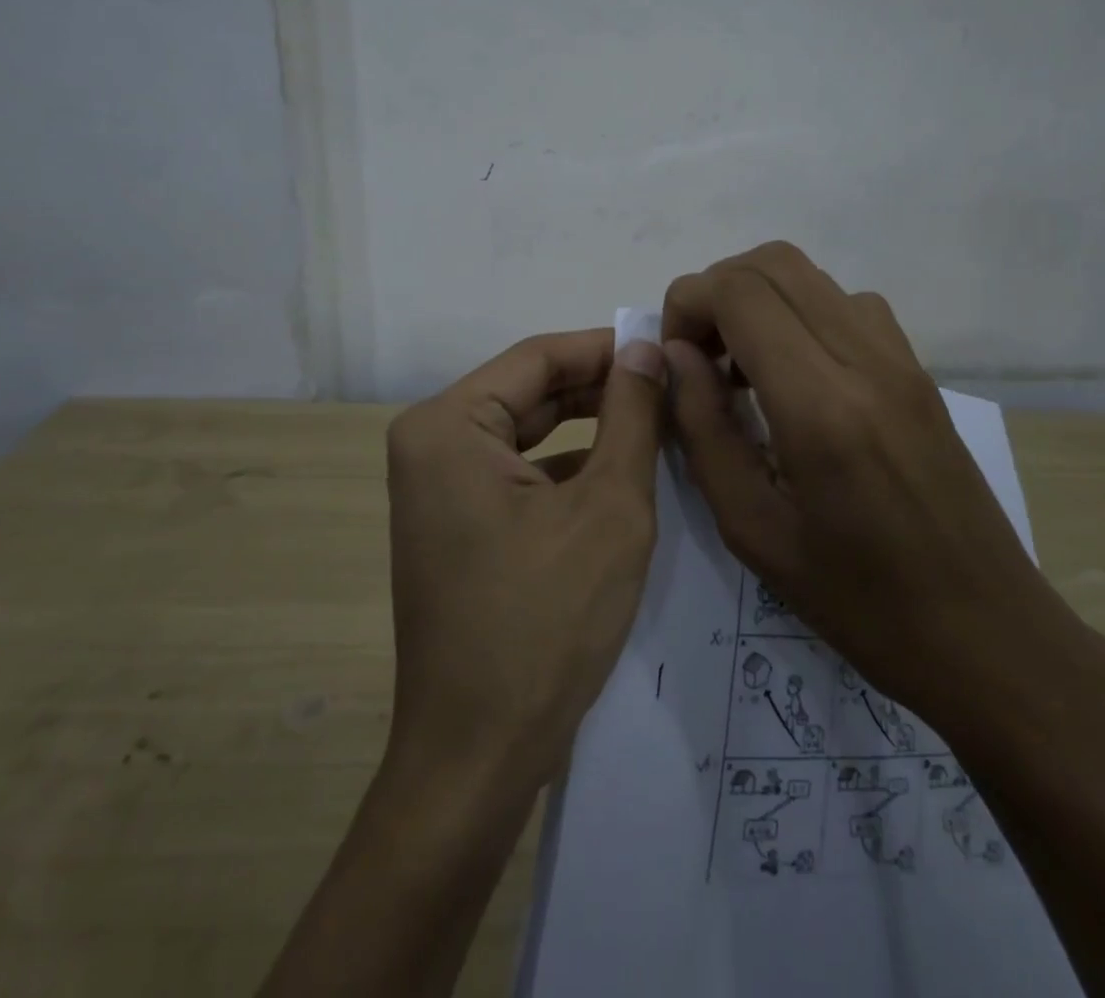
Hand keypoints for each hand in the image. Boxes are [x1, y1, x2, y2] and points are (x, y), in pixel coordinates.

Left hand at [383, 330, 667, 798]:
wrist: (477, 756)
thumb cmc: (544, 622)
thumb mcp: (609, 508)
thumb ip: (631, 415)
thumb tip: (645, 347)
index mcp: (447, 425)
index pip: (539, 357)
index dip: (608, 348)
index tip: (669, 347)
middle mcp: (430, 443)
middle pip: (531, 392)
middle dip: (603, 389)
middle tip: (675, 387)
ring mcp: (437, 487)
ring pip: (529, 433)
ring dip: (592, 427)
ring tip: (661, 421)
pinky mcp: (454, 523)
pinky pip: (518, 472)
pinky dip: (569, 468)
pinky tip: (623, 472)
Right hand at [662, 242, 1104, 743]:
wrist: (988, 634)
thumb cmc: (859, 602)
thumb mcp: (753, 530)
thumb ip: (704, 429)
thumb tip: (675, 356)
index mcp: (820, 405)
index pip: (739, 293)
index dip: (687, 304)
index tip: (674, 357)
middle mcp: (866, 360)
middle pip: (774, 263)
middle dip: (717, 292)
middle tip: (698, 356)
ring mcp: (901, 359)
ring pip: (812, 276)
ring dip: (759, 301)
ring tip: (740, 370)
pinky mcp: (919, 371)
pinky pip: (848, 306)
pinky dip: (801, 315)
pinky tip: (794, 379)